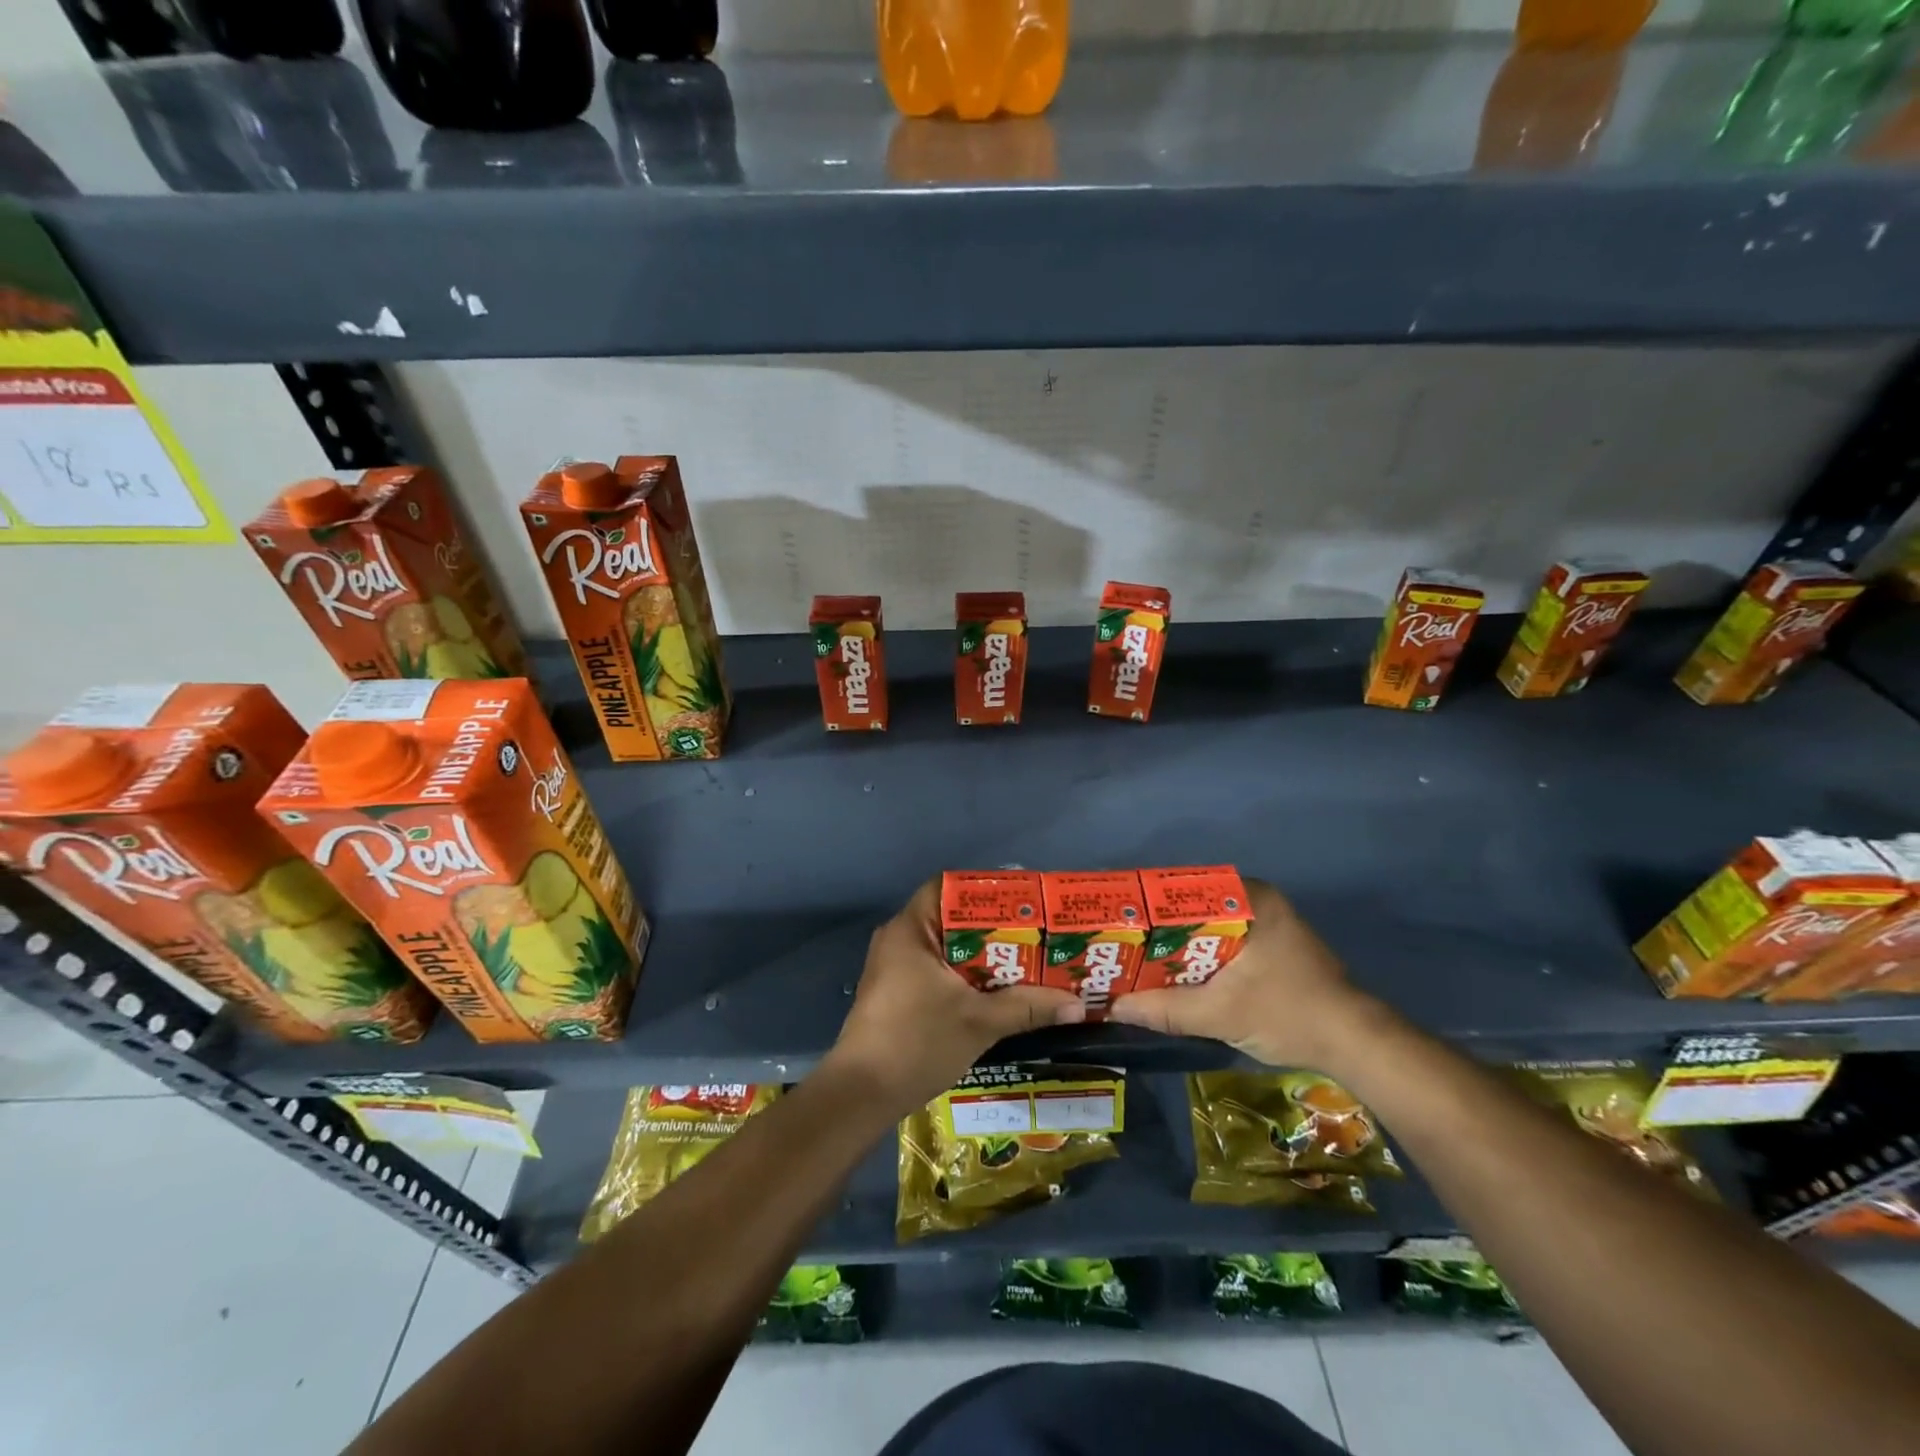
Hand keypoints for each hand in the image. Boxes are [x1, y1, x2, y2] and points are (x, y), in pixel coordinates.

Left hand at [826, 880, 1083, 1116]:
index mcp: (911, 929)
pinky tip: (997, 992)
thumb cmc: (916, 1042)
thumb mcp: (978, 1022)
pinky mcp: (896, 993)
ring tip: (1026, 961)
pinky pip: (938, 970)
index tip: (1022, 903)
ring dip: (983, 956)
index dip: (986, 890)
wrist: (861, 1095)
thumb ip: (1027, 1007)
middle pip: (952, 918)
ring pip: (947, 948)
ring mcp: (894, 968)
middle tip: (1035, 935)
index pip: (948, 887)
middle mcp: (899, 939)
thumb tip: (1077, 1004)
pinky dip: (966, 976)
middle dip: (994, 927)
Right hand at [1109, 880, 1384, 1072]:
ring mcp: (1267, 922)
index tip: (1116, 921)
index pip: (1183, 888)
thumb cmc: (1289, 1014)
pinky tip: (1175, 974)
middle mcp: (1257, 899)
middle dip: (1158, 928)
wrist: (1355, 1044)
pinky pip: (1222, 941)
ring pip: (1206, 927)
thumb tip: (1112, 1007)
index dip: (1146, 905)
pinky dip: (1199, 956)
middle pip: (1192, 908)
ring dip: (1177, 945)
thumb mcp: (1221, 1014)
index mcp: (1249, 898)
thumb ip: (1165, 1009)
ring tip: (1137, 958)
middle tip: (1120, 943)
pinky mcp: (1271, 945)